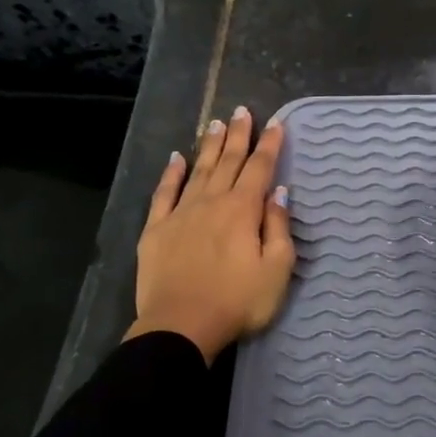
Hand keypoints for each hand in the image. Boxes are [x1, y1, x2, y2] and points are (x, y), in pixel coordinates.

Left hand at [128, 106, 294, 360]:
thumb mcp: (276, 270)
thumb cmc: (238, 302)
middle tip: (242, 110)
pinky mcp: (156, 229)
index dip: (269, 145)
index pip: (259, 169)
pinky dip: (171, 173)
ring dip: (209, 146)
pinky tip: (176, 158)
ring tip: (216, 123)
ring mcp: (181, 213)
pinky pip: (164, 193)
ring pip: (198, 170)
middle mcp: (212, 202)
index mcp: (243, 210)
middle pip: (228, 162)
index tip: (276, 123)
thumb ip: (278, 227)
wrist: (181, 326)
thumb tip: (278, 192)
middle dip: (238, 135)